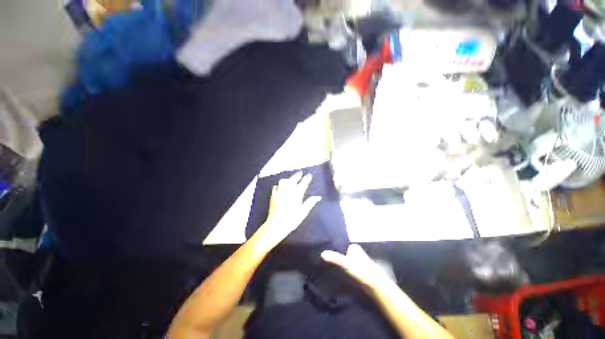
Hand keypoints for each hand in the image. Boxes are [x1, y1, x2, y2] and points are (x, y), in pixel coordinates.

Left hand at [254, 172, 320, 251]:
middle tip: (300, 173)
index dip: (306, 179)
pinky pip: (276, 187)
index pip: (302, 184)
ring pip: (283, 181)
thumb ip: (310, 203)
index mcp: (296, 195)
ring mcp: (279, 193)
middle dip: (297, 176)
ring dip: (288, 179)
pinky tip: (280, 186)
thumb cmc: (292, 220)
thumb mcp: (303, 212)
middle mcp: (287, 191)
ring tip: (291, 179)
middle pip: (293, 180)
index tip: (309, 175)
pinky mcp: (273, 196)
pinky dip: (279, 185)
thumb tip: (318, 197)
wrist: (276, 225)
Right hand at [321, 244, 391, 289]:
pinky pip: (352, 267)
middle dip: (340, 255)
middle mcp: (358, 252)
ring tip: (333, 267)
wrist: (376, 284)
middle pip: (346, 253)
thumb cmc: (361, 270)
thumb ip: (334, 258)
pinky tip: (343, 274)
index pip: (343, 245)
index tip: (328, 252)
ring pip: (349, 260)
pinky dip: (347, 269)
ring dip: (343, 263)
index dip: (336, 248)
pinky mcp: (362, 271)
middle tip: (329, 260)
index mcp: (355, 247)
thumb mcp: (345, 263)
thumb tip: (322, 253)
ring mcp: (361, 262)